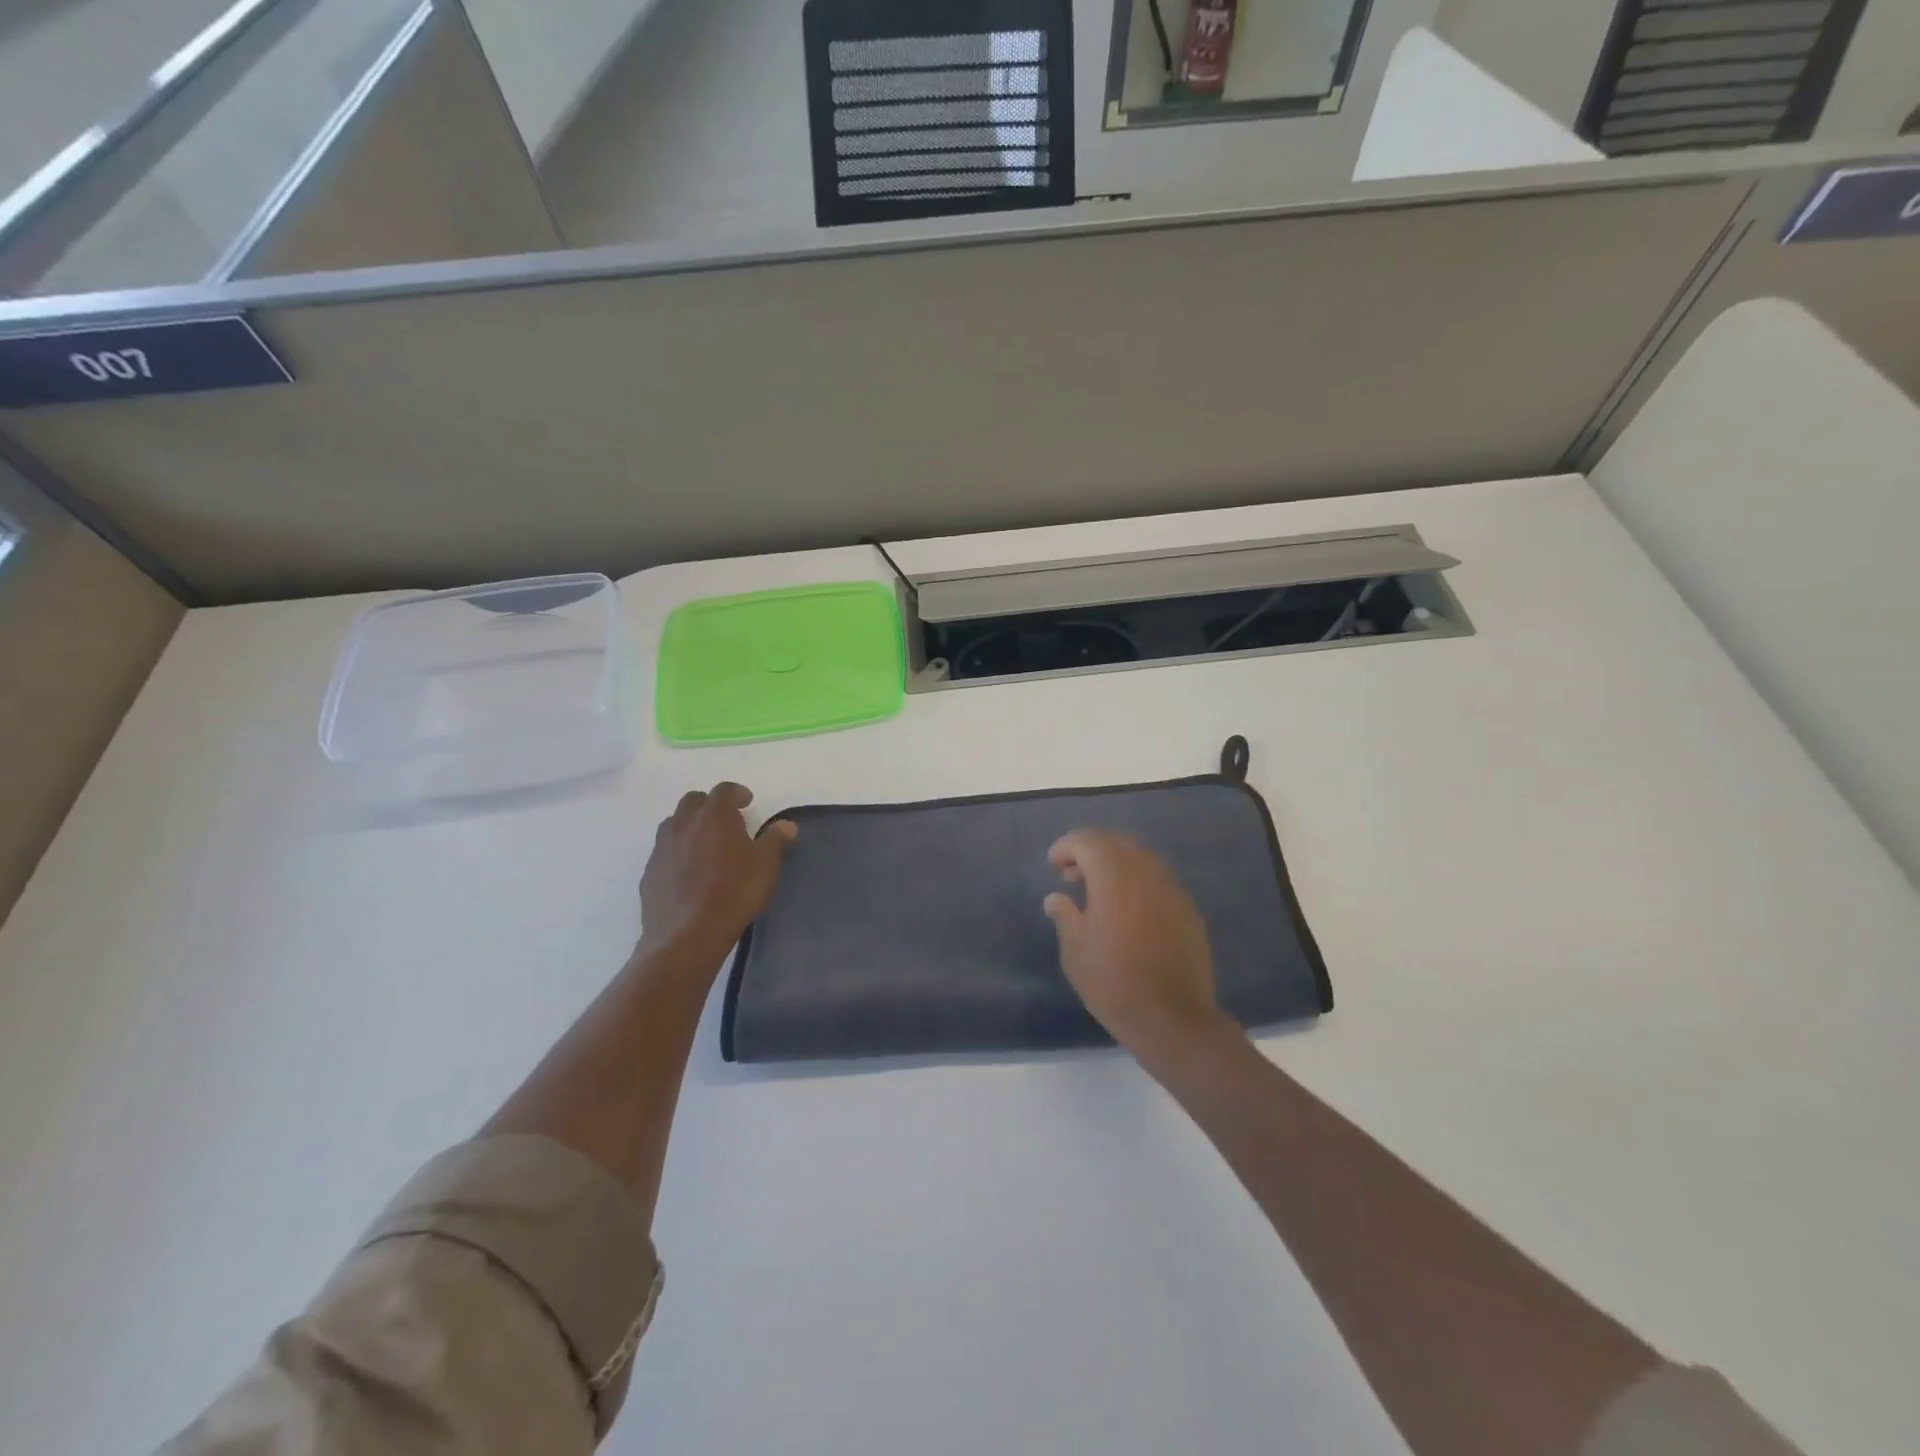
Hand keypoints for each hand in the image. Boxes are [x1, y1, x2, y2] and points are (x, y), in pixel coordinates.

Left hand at [638, 782, 796, 958]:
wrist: (687, 935)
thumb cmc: (734, 893)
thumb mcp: (766, 866)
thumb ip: (775, 840)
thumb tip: (786, 825)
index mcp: (713, 816)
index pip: (723, 790)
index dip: (737, 792)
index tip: (747, 802)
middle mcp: (683, 824)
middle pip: (693, 801)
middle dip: (709, 806)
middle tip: (726, 822)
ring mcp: (661, 848)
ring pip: (673, 825)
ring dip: (690, 827)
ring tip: (706, 846)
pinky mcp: (649, 873)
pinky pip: (664, 853)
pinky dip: (677, 854)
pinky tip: (689, 874)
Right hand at [1043, 830, 1235, 1060]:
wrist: (1173, 1019)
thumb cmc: (1114, 984)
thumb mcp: (1075, 952)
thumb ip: (1065, 916)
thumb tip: (1057, 898)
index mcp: (1114, 877)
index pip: (1088, 841)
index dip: (1067, 846)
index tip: (1053, 863)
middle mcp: (1146, 873)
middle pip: (1117, 842)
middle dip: (1091, 850)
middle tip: (1072, 875)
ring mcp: (1172, 889)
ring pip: (1140, 858)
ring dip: (1116, 864)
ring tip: (1098, 892)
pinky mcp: (1188, 909)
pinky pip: (1158, 879)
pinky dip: (1137, 881)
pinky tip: (1127, 910)